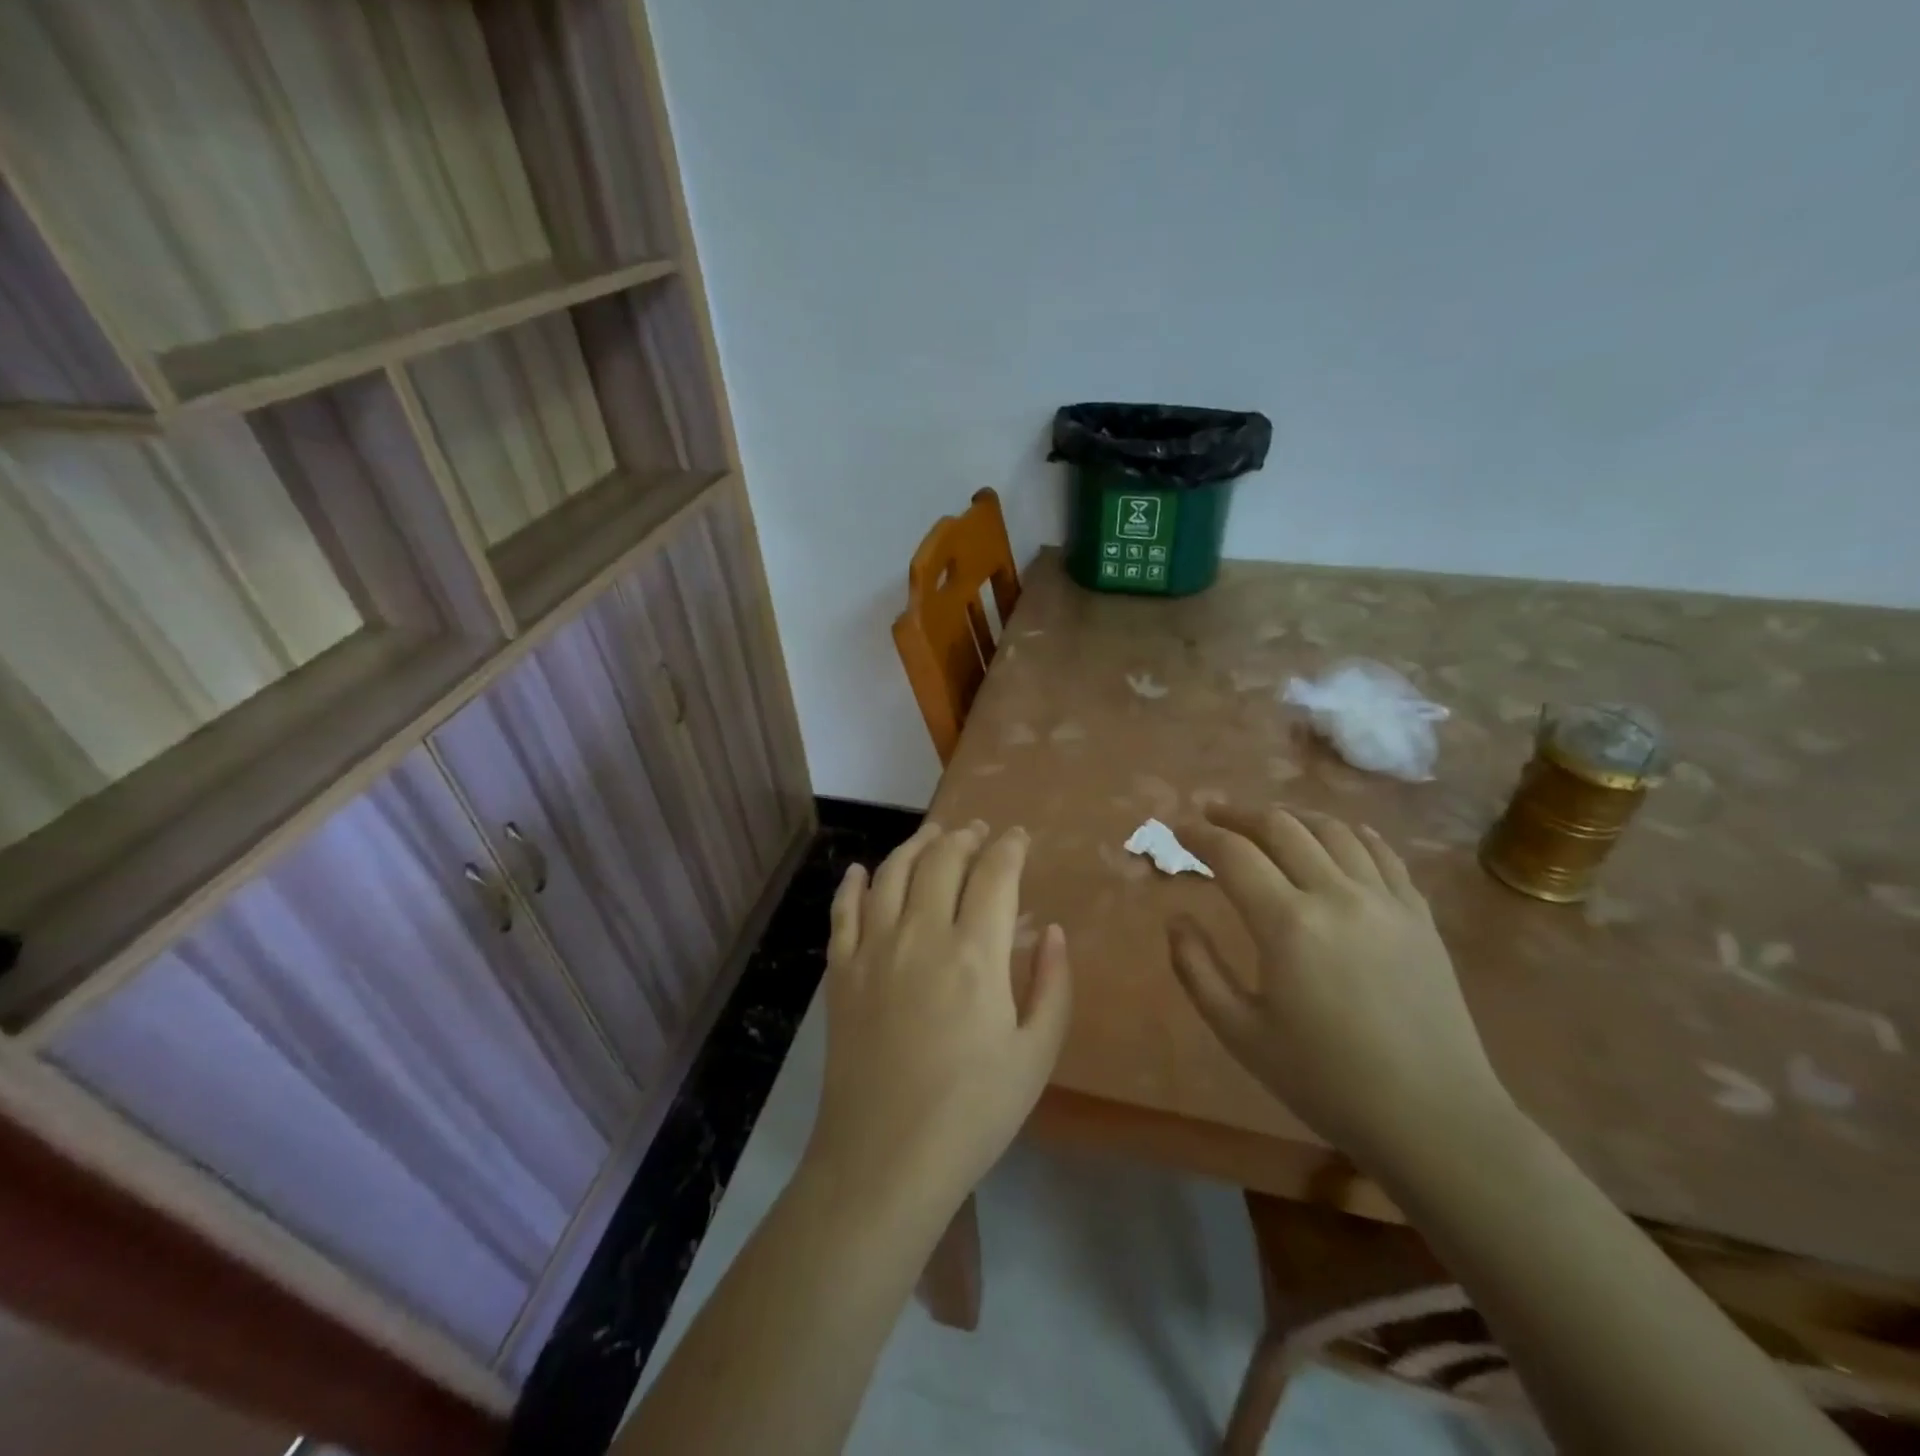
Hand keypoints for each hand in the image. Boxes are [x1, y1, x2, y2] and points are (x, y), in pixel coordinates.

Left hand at [806, 821, 1072, 1217]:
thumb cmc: (973, 1113)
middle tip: (979, 831)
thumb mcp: (1036, 1055)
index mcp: (976, 953)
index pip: (995, 874)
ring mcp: (873, 949)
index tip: (1019, 837)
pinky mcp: (840, 972)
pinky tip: (859, 870)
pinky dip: (852, 883)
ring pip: (892, 872)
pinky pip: (843, 910)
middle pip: (942, 860)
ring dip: (916, 845)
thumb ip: (1052, 985)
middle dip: (965, 837)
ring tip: (933, 835)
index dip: (1010, 847)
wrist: (885, 1159)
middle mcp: (921, 934)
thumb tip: (1052, 930)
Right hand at [1169, 804, 1514, 1176]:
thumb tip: (1176, 917)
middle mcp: (1337, 895)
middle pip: (1280, 827)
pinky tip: (1335, 835)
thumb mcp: (1240, 1033)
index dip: (1200, 835)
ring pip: (1332, 829)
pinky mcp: (1419, 914)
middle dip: (1238, 814)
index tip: (1178, 828)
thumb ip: (1196, 968)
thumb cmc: (1325, 1080)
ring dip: (1290, 816)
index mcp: (1288, 924)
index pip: (1233, 854)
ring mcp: (1385, 900)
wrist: (1434, 1119)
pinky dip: (1349, 832)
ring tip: (1267, 821)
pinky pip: (1382, 852)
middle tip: (1212, 814)